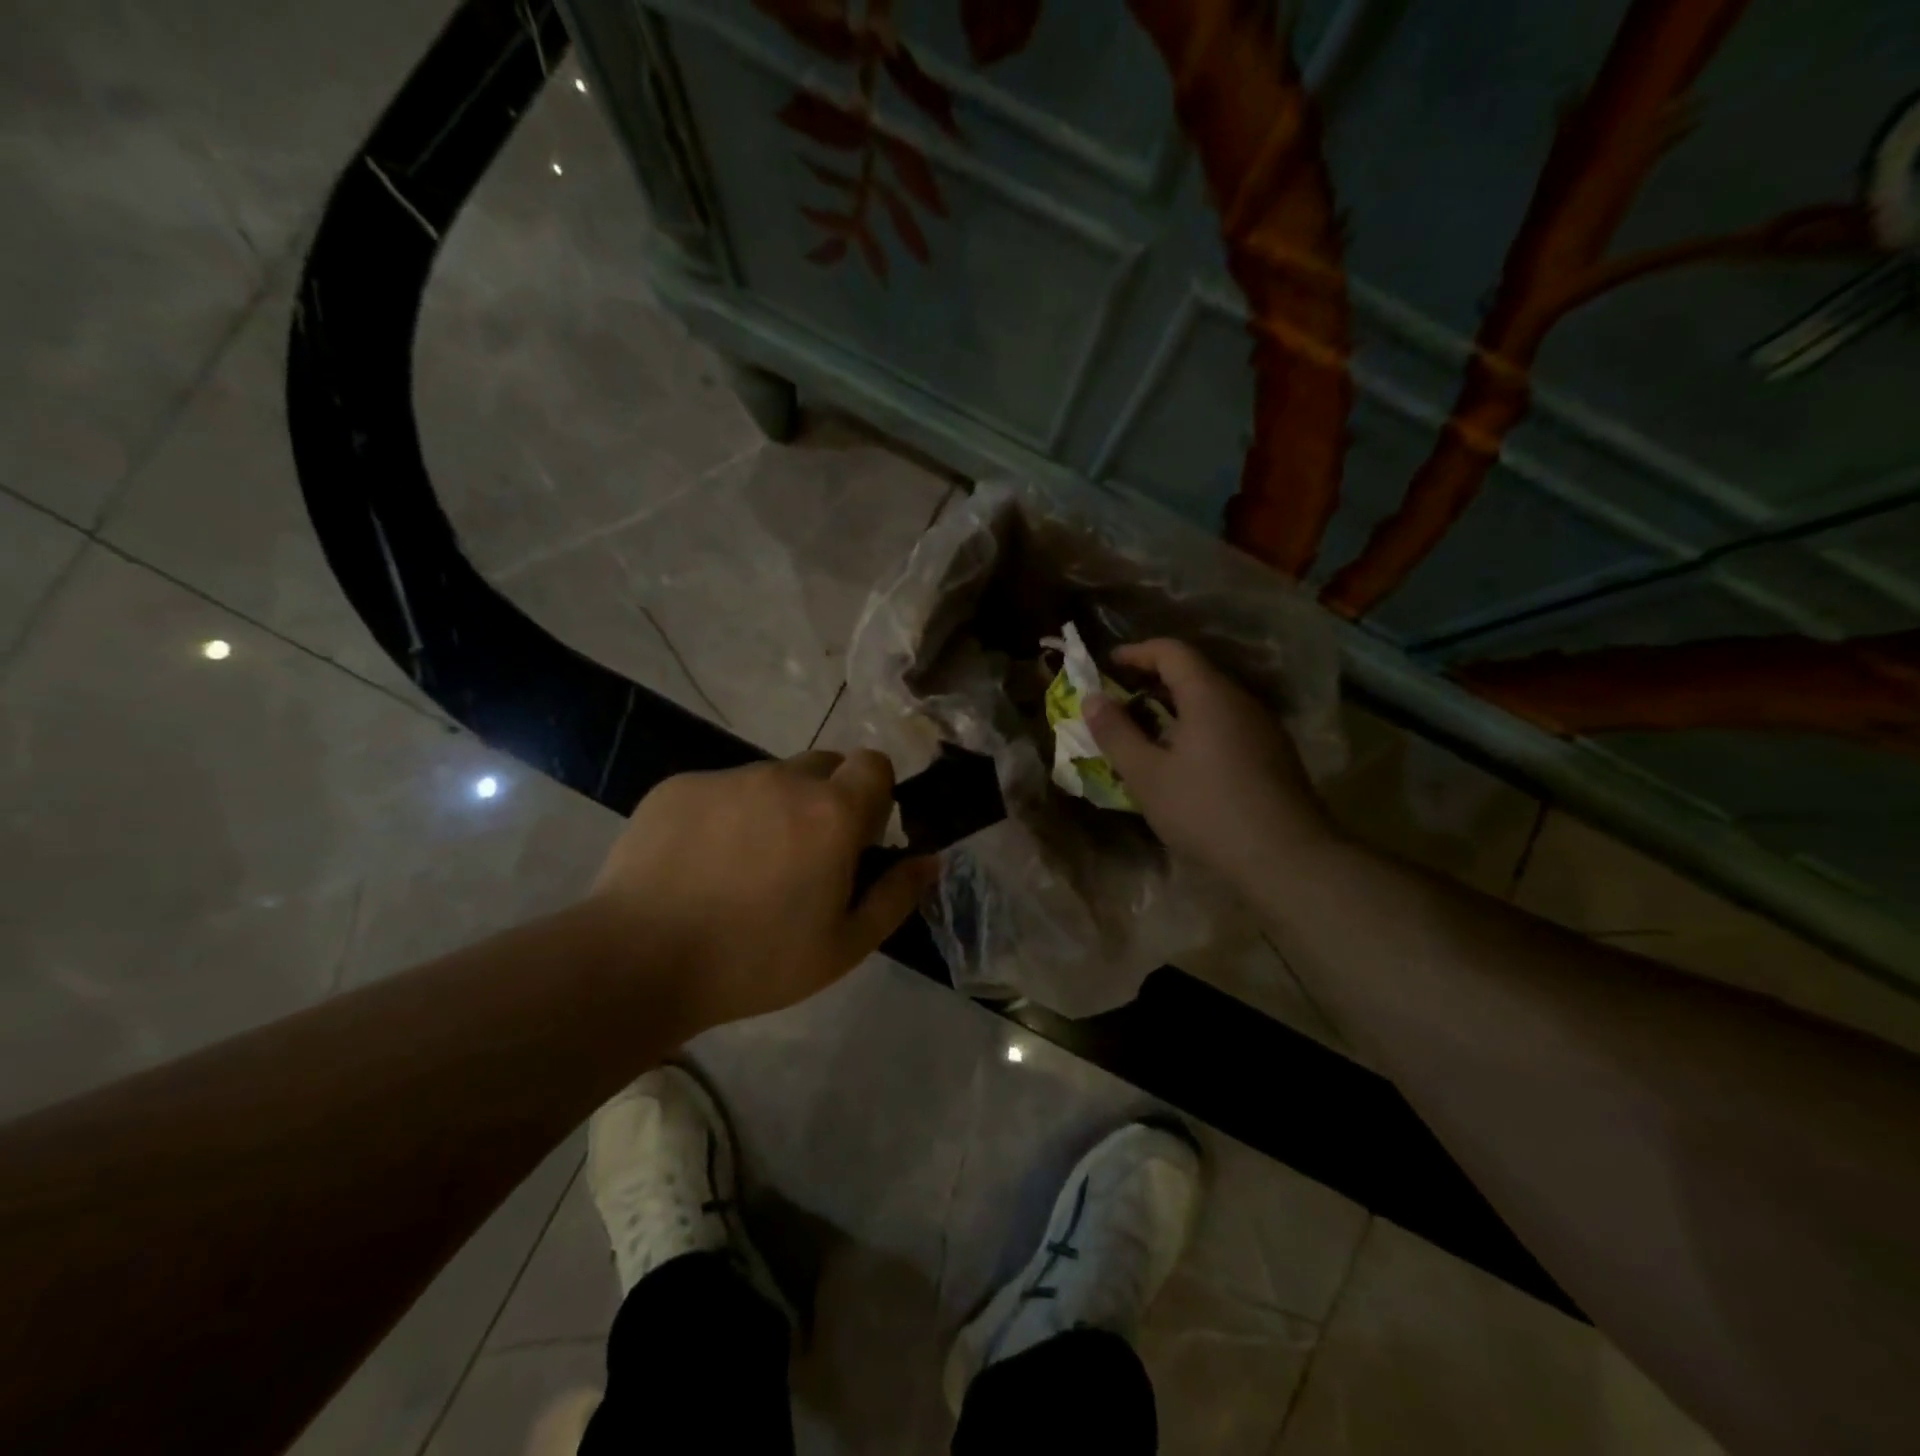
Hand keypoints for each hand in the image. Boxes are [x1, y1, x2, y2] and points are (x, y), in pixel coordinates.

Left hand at [586, 751, 937, 1034]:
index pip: (874, 764)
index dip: (874, 795)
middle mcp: (784, 779)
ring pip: (770, 779)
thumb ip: (896, 896)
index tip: (858, 838)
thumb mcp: (844, 947)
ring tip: (742, 868)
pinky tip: (699, 865)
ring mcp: (726, 778)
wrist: (637, 961)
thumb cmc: (755, 961)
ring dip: (773, 809)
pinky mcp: (679, 786)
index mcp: (832, 813)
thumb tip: (930, 860)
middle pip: (824, 766)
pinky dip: (724, 815)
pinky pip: (720, 789)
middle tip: (803, 857)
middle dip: (826, 799)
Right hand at [1085, 639, 1343, 892]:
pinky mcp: (1274, 754)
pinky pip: (1228, 724)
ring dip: (1176, 706)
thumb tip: (1091, 698)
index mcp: (1209, 695)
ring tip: (1146, 731)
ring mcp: (1263, 727)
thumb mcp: (1146, 776)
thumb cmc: (1206, 810)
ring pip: (1212, 701)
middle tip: (1120, 700)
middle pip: (1194, 673)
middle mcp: (1240, 700)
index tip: (1108, 665)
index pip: (1171, 651)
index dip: (1136, 652)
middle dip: (1153, 680)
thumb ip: (1116, 733)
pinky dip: (1198, 726)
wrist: (1286, 858)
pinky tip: (1185, 760)